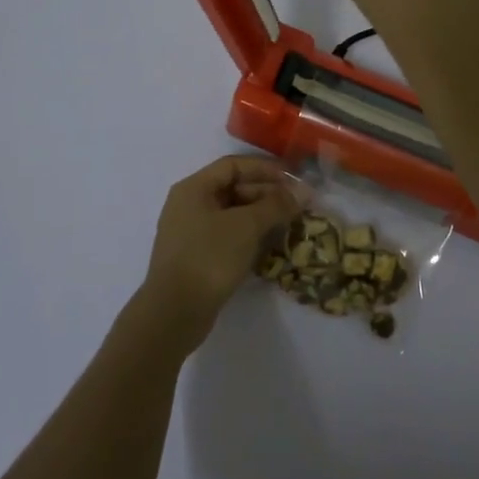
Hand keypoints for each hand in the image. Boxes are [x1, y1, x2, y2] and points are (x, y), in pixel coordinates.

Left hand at [136, 155, 300, 350]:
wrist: (174, 313)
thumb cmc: (209, 257)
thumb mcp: (246, 226)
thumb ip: (276, 205)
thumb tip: (303, 191)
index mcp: (193, 188)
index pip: (233, 165)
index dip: (265, 169)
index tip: (294, 180)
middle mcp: (189, 205)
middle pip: (233, 188)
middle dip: (266, 194)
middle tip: (296, 206)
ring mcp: (191, 233)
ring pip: (232, 215)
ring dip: (261, 217)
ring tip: (289, 225)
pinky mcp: (196, 257)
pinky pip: (227, 236)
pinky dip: (249, 237)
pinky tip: (270, 247)